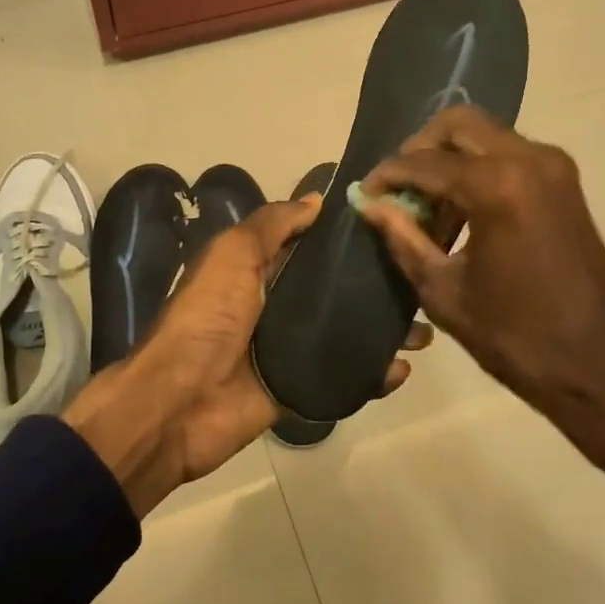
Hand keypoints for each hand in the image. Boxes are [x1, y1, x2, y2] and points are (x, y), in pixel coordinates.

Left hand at [64, 194, 429, 516]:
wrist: (180, 403)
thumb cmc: (208, 318)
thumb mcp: (232, 255)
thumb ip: (272, 224)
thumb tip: (316, 200)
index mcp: (258, 269)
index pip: (311, 245)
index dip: (346, 235)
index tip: (394, 222)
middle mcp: (277, 305)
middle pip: (336, 290)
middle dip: (377, 285)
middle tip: (420, 278)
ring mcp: (290, 349)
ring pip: (347, 332)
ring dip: (384, 330)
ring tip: (424, 328)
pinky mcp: (301, 388)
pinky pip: (345, 379)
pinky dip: (374, 375)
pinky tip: (403, 369)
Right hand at [356, 106, 604, 546]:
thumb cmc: (518, 338)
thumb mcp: (445, 291)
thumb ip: (403, 238)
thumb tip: (371, 205)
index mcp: (495, 186)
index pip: (423, 162)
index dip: (387, 176)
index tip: (365, 193)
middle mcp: (528, 159)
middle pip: (458, 125)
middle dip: (419, 149)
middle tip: (397, 188)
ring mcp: (553, 168)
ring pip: (485, 136)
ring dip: (449, 160)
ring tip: (426, 208)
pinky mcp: (565, 183)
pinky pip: (508, 156)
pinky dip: (477, 170)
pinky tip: (460, 213)